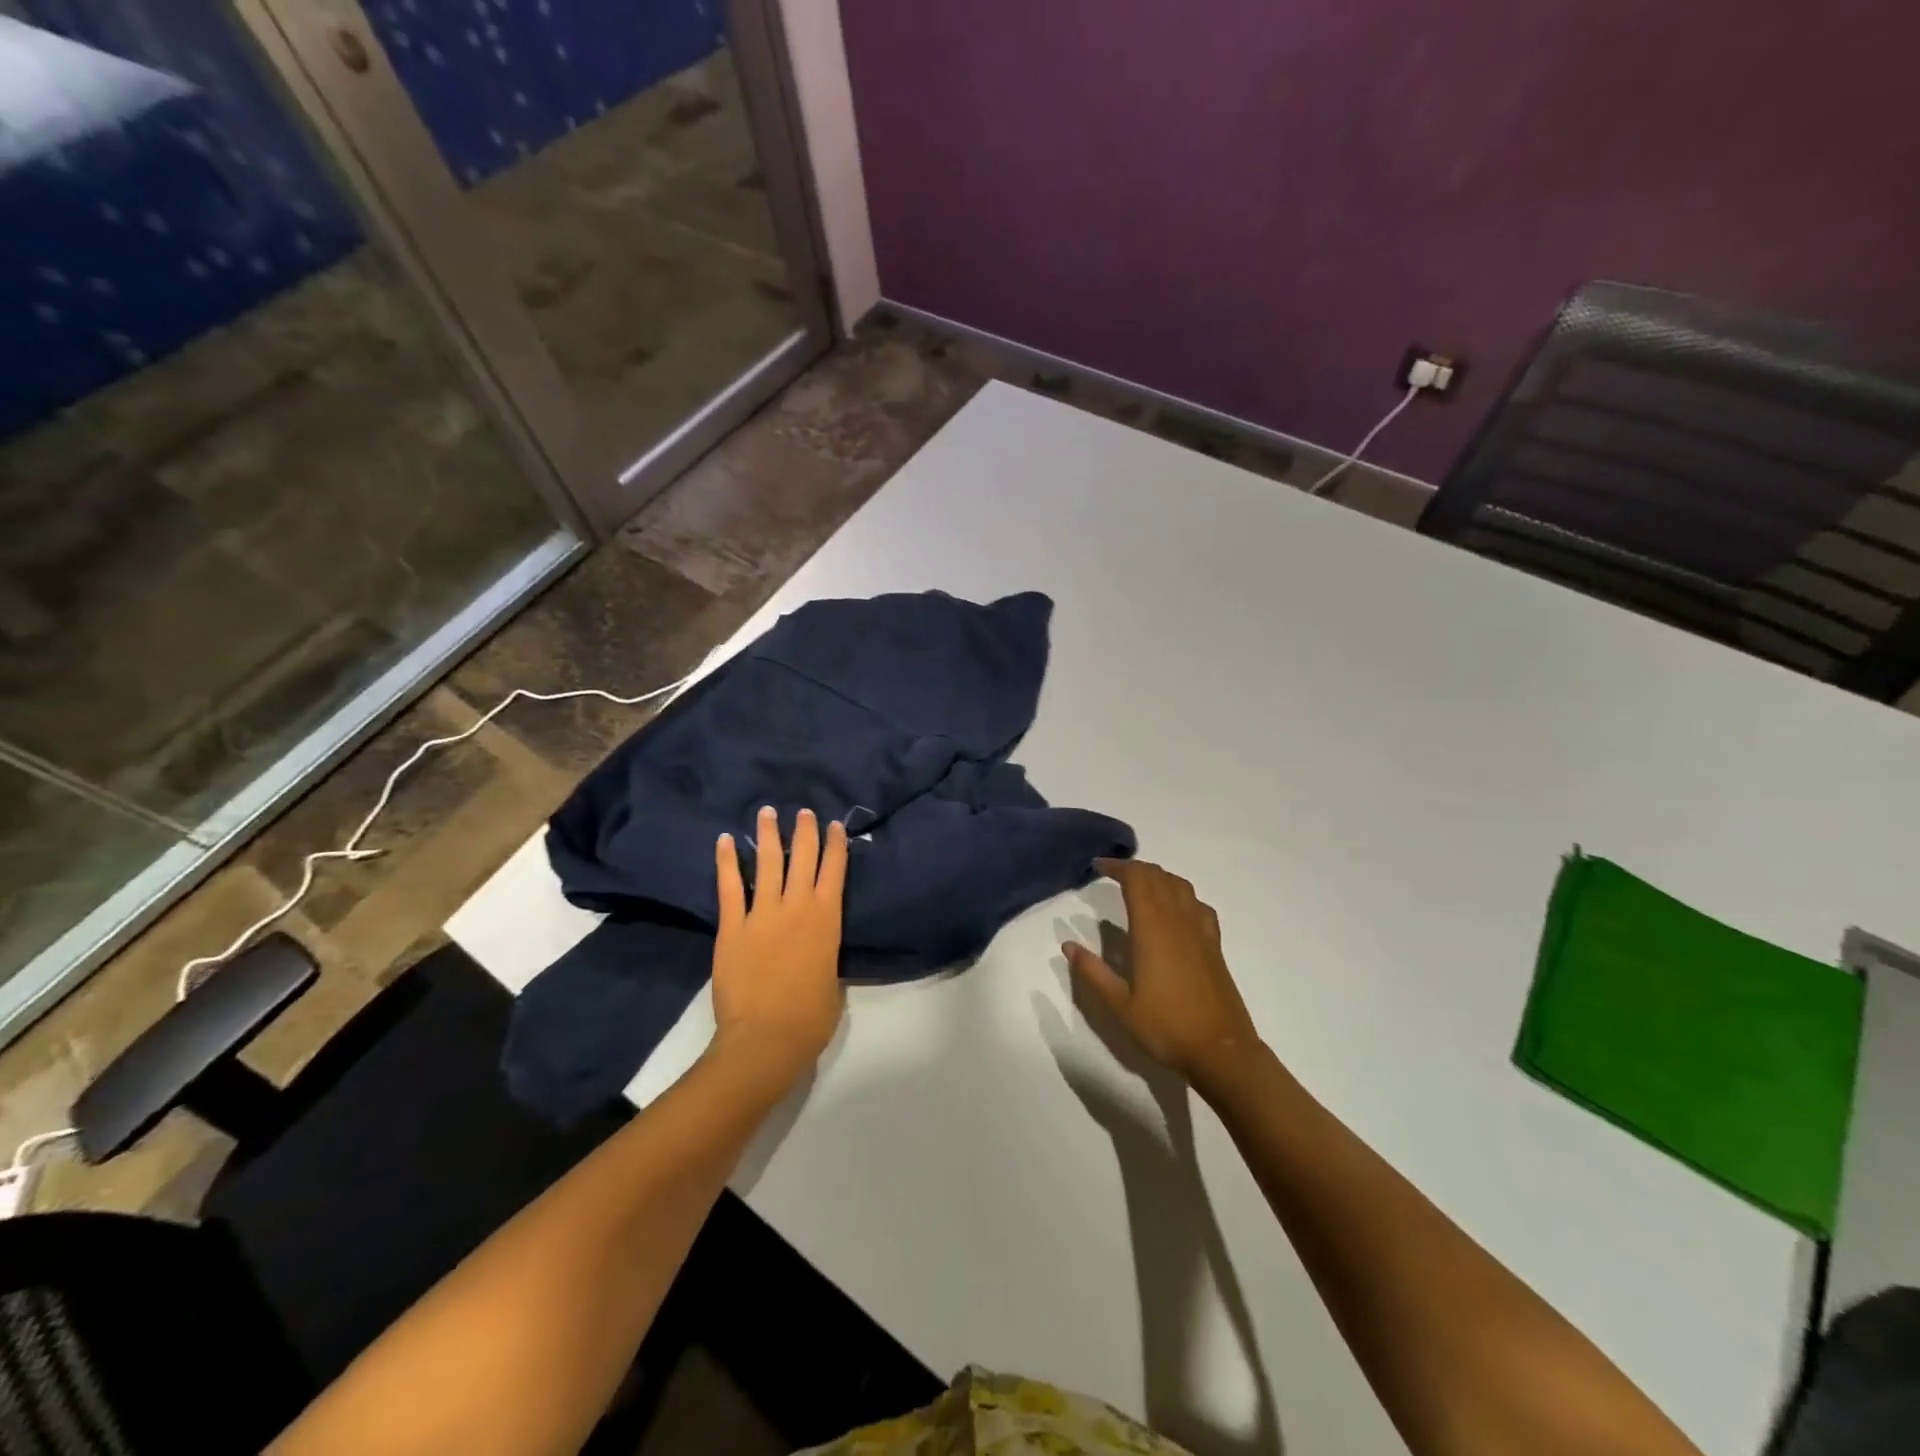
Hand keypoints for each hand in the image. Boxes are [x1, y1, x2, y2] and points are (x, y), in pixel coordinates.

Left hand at [710, 806, 848, 1089]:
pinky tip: (725, 840)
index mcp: (826, 920)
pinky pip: (730, 886)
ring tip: (766, 812)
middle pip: (803, 858)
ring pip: (768, 862)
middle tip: (804, 811)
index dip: (835, 845)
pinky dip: (727, 861)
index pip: (834, 871)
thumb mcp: (832, 980)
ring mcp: (763, 913)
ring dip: (768, 835)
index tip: (834, 825)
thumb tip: (816, 945)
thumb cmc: (809, 1018)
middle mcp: (797, 907)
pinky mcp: (733, 926)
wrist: (765, 1039)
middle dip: (805, 831)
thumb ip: (824, 954)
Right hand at [1064, 858, 1260, 1085]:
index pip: (1137, 879)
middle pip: (1158, 876)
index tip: (1098, 866)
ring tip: (1140, 885)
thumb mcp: (1119, 1004)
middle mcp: (1178, 920)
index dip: (1117, 867)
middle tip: (1113, 873)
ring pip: (1180, 886)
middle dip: (1135, 868)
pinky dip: (1181, 895)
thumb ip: (1092, 972)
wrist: (1221, 1051)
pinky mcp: (1214, 945)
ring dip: (1158, 877)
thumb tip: (1068, 946)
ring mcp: (1200, 931)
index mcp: (1152, 928)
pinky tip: (1175, 909)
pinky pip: (1198, 904)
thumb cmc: (1166, 1026)